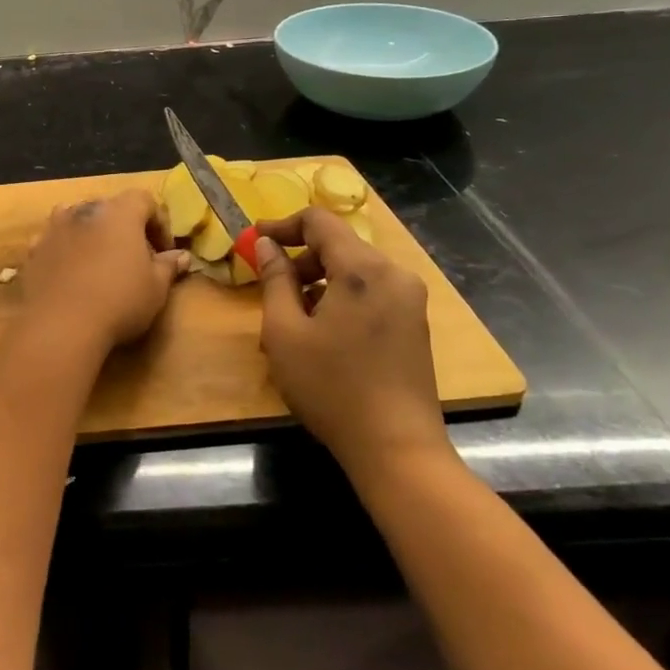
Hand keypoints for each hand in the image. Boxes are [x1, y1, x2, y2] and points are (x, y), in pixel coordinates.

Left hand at [19, 190, 190, 353]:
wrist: (61, 324)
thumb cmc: (119, 300)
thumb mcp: (156, 288)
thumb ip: (168, 267)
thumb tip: (181, 256)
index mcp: (119, 212)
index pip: (144, 200)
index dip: (158, 222)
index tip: (164, 252)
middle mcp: (84, 210)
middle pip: (109, 208)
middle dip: (124, 228)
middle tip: (134, 258)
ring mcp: (54, 228)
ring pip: (77, 219)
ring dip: (91, 234)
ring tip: (99, 262)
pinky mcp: (34, 250)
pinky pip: (54, 241)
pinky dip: (64, 250)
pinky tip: (70, 274)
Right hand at [254, 207, 453, 480]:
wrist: (397, 448)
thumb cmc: (331, 387)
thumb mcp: (285, 331)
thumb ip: (275, 279)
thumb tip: (266, 245)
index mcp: (364, 269)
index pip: (319, 221)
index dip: (282, 225)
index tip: (254, 239)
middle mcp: (394, 274)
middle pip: (338, 245)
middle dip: (299, 259)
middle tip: (269, 287)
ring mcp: (409, 299)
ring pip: (353, 270)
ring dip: (317, 282)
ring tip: (289, 318)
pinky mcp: (414, 323)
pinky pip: (369, 292)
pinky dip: (339, 298)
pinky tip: (320, 333)